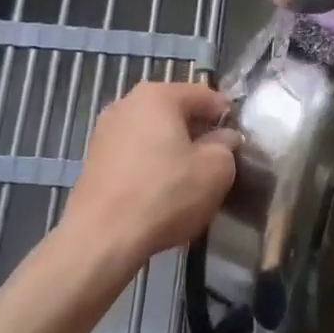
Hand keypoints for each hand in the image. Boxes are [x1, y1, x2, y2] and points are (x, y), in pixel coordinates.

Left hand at [58, 79, 238, 274]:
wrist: (102, 238)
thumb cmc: (165, 194)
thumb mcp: (216, 170)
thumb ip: (227, 146)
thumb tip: (225, 139)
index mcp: (158, 95)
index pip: (204, 95)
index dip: (227, 115)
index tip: (239, 139)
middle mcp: (127, 103)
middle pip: (175, 111)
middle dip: (198, 132)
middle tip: (217, 159)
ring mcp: (105, 131)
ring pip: (153, 133)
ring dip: (173, 149)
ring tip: (190, 178)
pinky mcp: (94, 160)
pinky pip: (134, 153)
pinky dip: (151, 164)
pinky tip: (161, 190)